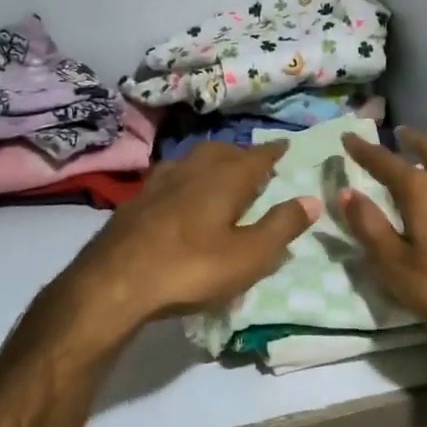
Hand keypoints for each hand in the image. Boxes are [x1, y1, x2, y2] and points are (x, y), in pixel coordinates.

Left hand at [66, 141, 317, 338]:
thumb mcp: (248, 256)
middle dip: (242, 154)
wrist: (114, 281)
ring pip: (193, 159)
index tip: (285, 144)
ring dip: (211, 161)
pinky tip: (180, 193)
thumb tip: (311, 200)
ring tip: (220, 173)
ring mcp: (161, 181)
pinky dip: (186, 177)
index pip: (257, 157)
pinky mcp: (137, 199)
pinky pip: (170, 176)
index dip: (273, 151)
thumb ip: (281, 226)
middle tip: (254, 163)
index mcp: (225, 178)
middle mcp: (194, 169)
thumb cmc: (191, 267)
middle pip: (223, 151)